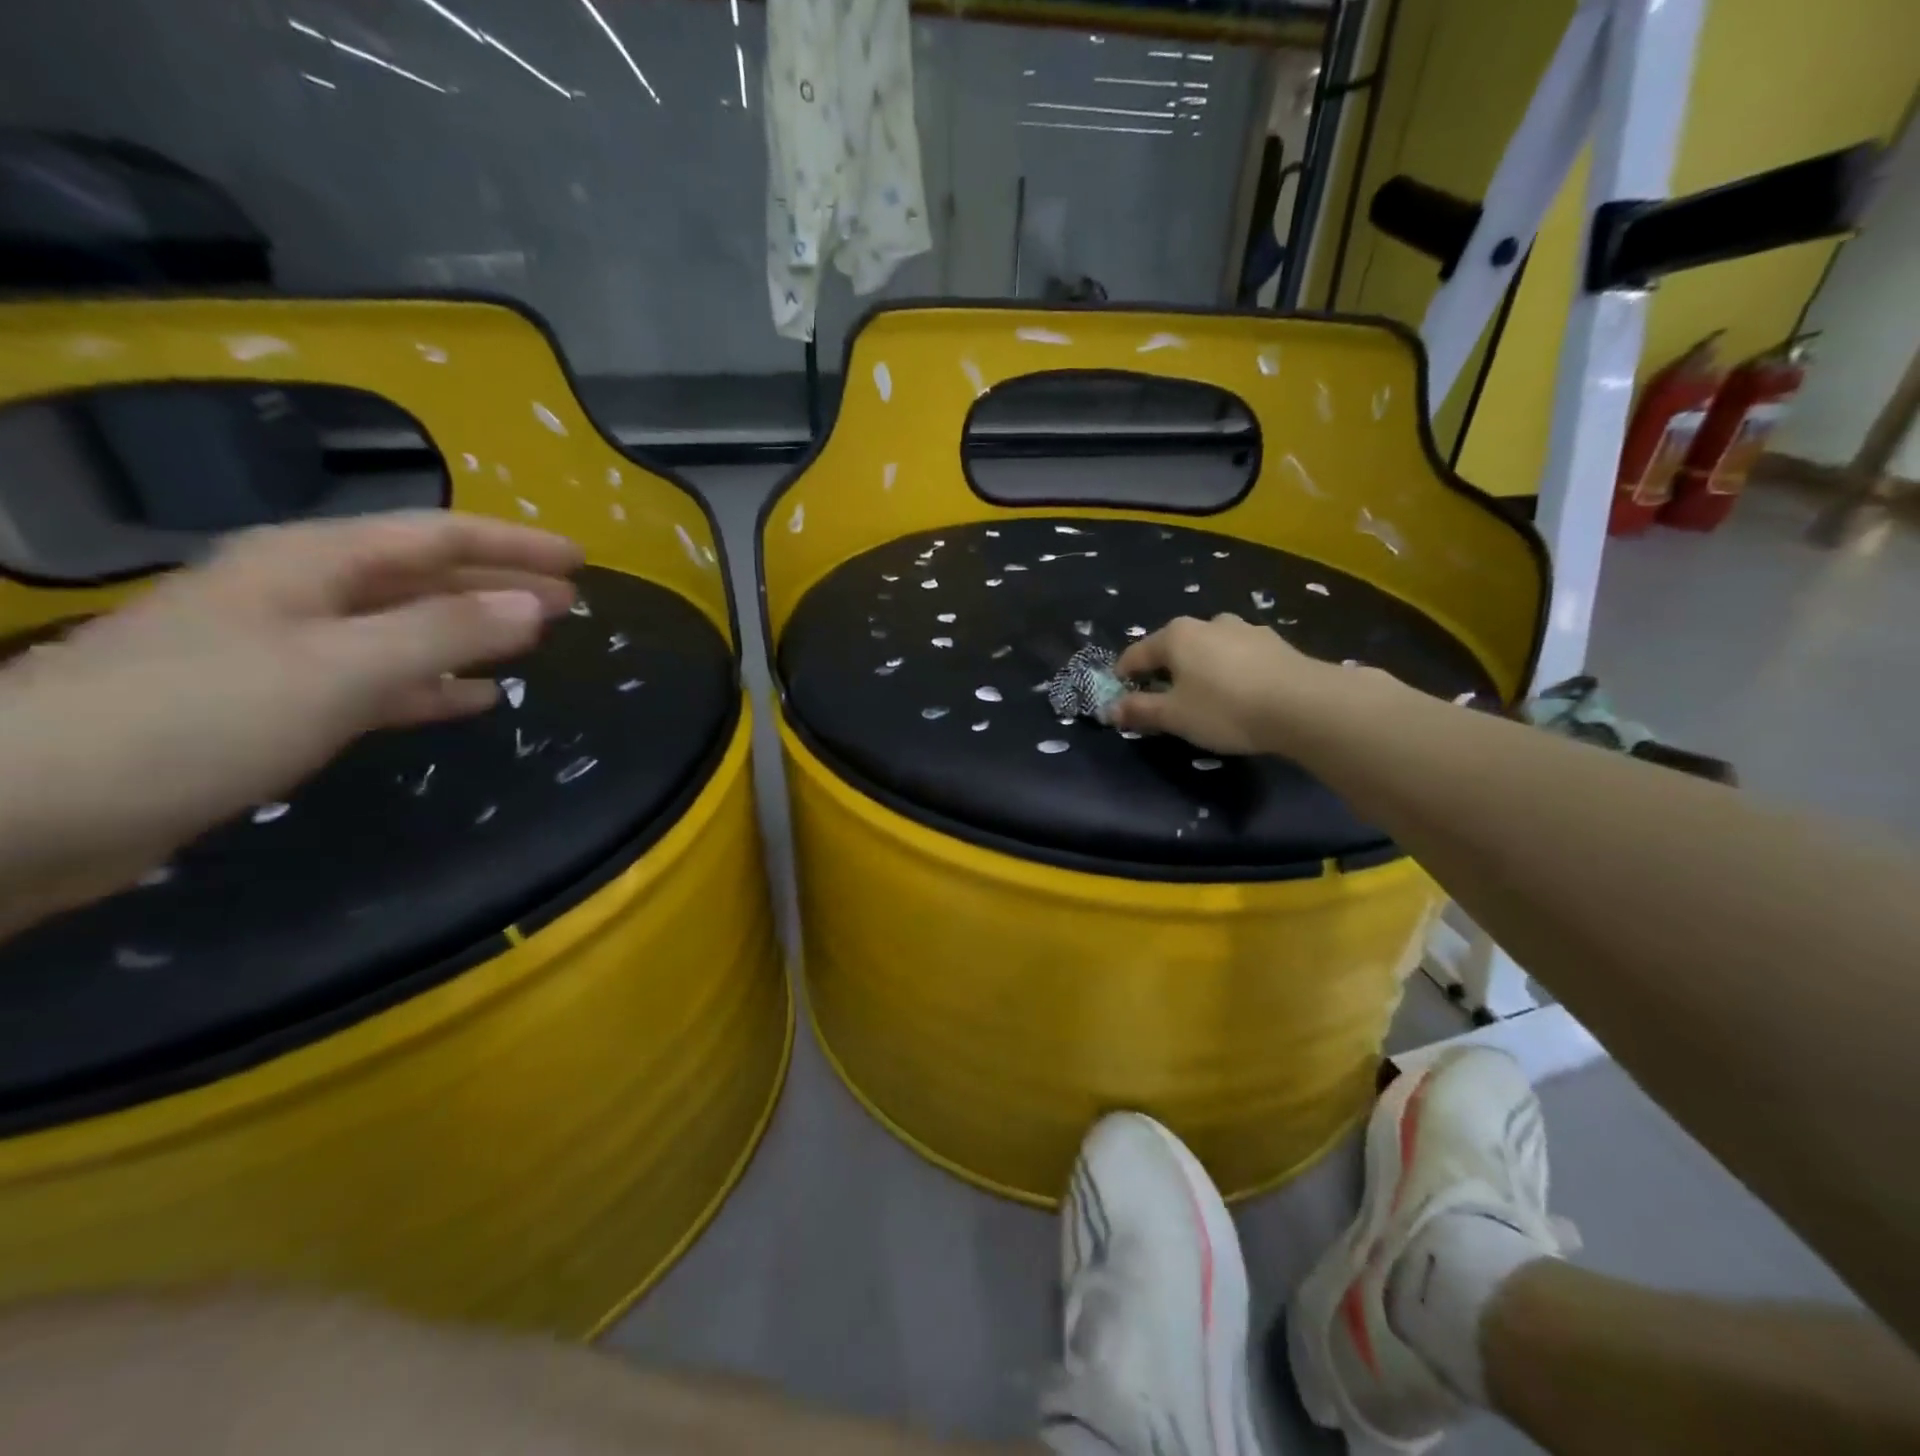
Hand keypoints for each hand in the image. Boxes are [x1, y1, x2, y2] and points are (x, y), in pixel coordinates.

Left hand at [0, 512, 581, 934]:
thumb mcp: (340, 667)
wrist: (36, 809)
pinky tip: (473, 700)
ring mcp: (289, 651)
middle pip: (423, 576)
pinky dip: (433, 686)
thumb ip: (445, 632)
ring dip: (473, 633)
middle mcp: (303, 595)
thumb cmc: (198, 718)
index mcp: (312, 564)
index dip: (513, 544)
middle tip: (571, 601)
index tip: (580, 560)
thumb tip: (535, 607)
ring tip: (535, 645)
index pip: (436, 536)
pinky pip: (382, 681)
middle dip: (500, 584)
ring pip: (407, 629)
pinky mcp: (280, 705)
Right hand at [1110, 613, 1338, 755]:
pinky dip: (1230, 672)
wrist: (1304, 705)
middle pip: (1174, 648)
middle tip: (1166, 704)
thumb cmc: (1225, 708)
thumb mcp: (1174, 716)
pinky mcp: (1275, 643)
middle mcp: (1208, 622)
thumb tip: (1110, 710)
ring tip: (1206, 698)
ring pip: (1209, 649)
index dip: (1124, 678)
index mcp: (1176, 635)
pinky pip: (1239, 656)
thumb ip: (1140, 711)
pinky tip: (1240, 694)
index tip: (1123, 701)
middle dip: (1165, 673)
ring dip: (1200, 670)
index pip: (1135, 655)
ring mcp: (1245, 629)